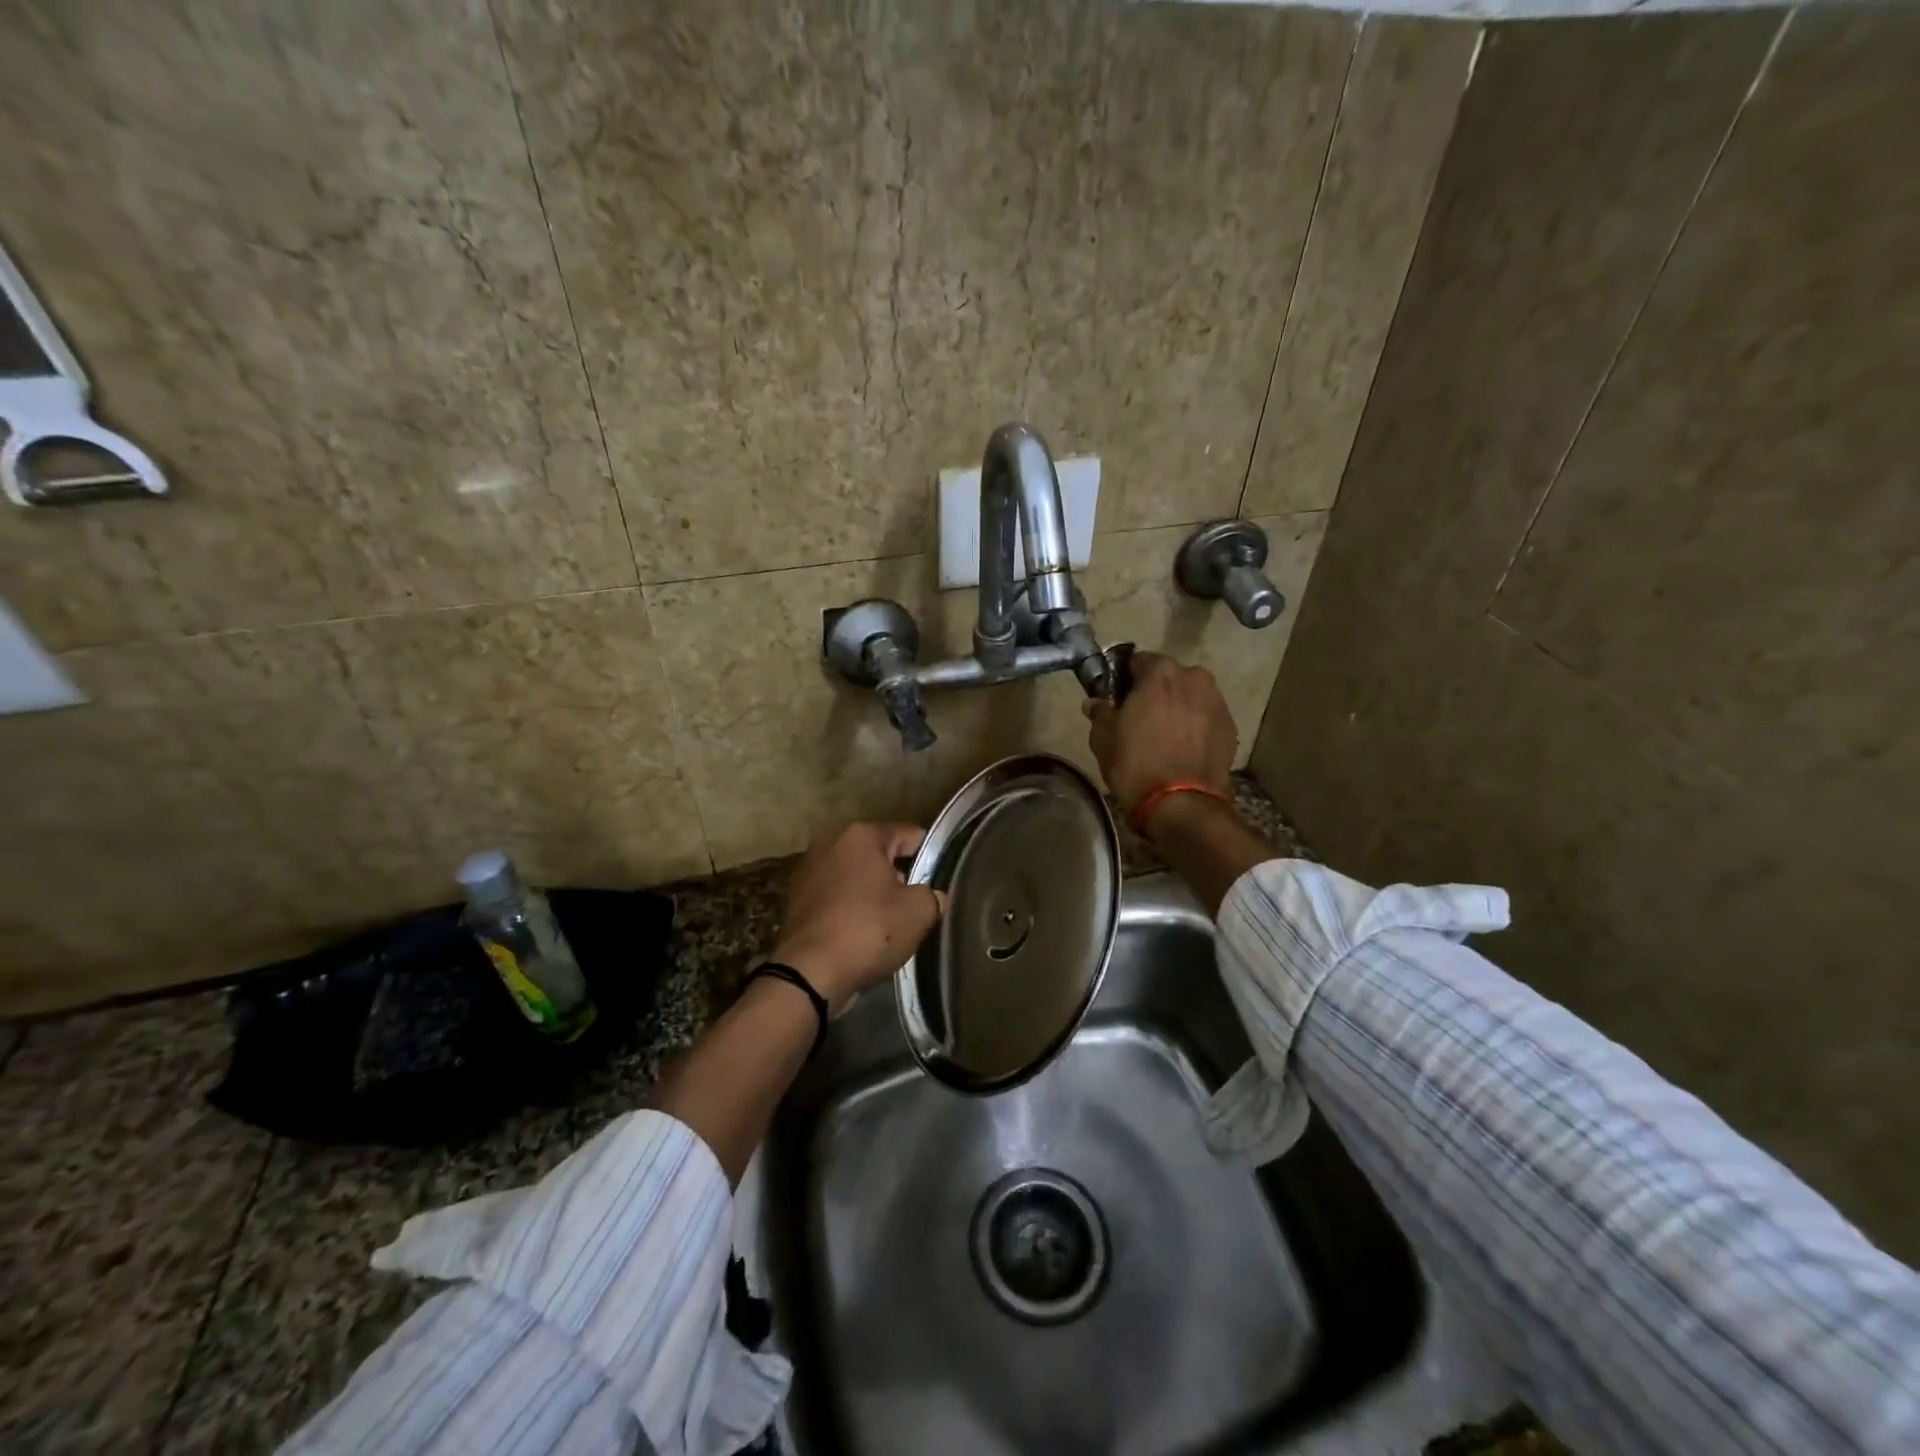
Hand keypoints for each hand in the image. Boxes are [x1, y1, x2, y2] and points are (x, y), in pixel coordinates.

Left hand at [768, 822, 947, 1013]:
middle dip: (899, 876)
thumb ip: (933, 895)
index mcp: (861, 835)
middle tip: (916, 905)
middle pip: (879, 855)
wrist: (810, 973)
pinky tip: (863, 934)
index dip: (930, 857)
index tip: (939, 881)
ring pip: (856, 878)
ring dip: (872, 894)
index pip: (909, 835)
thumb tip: (933, 897)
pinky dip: (850, 910)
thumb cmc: (869, 929)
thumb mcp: (919, 911)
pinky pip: (836, 899)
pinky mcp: (796, 901)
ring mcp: (809, 871)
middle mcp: (830, 843)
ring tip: (890, 924)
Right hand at [1082, 651, 1236, 816]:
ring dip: (1178, 707)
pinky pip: (1206, 717)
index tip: (1118, 697)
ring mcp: (1216, 702)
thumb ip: (1100, 712)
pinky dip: (1195, 725)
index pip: (1137, 661)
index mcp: (1160, 672)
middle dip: (1155, 691)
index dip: (1125, 678)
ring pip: (1190, 696)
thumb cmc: (1135, 765)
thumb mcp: (1103, 738)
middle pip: (1169, 677)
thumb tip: (1095, 702)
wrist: (1181, 804)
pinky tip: (1183, 747)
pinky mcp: (1230, 727)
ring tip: (1164, 734)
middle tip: (1140, 717)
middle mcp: (1194, 678)